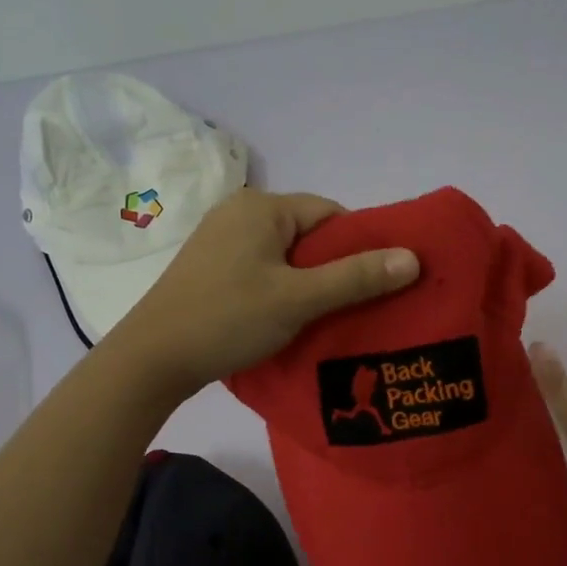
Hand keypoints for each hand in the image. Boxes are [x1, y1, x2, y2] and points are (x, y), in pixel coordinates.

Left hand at [107, 188, 419, 395]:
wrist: (152, 358)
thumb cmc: (228, 319)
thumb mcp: (299, 299)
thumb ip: (356, 277)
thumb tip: (414, 258)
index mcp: (261, 207)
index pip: (330, 214)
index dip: (359, 247)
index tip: (374, 284)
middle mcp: (239, 213)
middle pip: (308, 234)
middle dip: (334, 268)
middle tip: (354, 307)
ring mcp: (220, 240)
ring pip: (285, 255)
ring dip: (308, 283)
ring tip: (326, 318)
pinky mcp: (210, 268)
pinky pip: (262, 269)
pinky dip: (282, 289)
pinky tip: (288, 319)